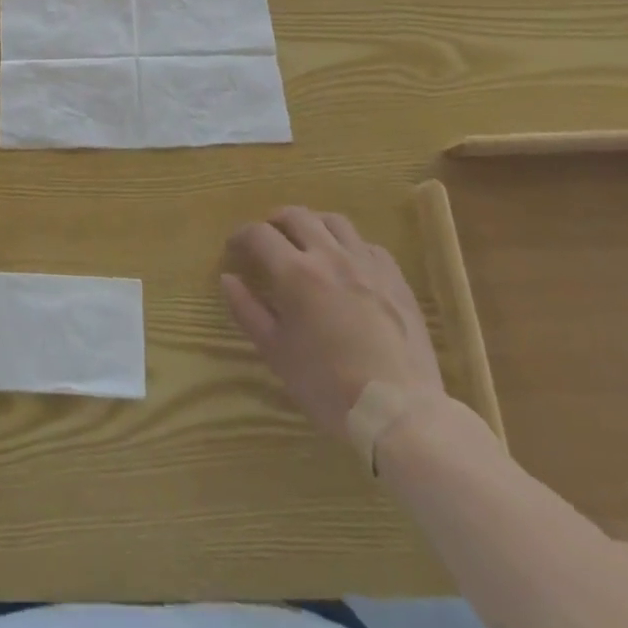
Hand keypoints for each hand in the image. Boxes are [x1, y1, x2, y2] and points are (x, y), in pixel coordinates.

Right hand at [222, 208, 444, 437]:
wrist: (399, 412)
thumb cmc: (327, 385)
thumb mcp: (276, 352)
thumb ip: (247, 310)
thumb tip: (228, 278)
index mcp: (295, 272)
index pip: (258, 234)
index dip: (241, 236)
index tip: (234, 249)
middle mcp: (329, 255)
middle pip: (296, 215)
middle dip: (275, 221)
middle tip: (268, 239)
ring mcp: (367, 264)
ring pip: (335, 222)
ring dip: (313, 225)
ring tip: (308, 242)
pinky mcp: (396, 280)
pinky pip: (369, 245)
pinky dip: (351, 246)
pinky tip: (348, 265)